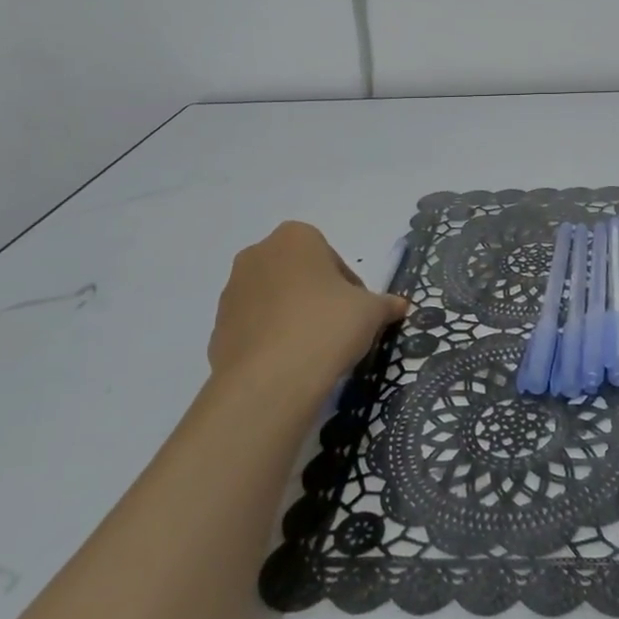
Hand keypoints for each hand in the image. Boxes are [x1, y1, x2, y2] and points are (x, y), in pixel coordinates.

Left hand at [208, 221, 409, 403]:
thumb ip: (386, 303)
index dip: (349, 286)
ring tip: (313, 351)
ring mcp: (232, 292)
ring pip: (274, 300)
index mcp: (295, 238)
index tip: (357, 312)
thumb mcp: (371, 312)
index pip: (331, 258)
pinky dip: (271, 341)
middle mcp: (257, 255)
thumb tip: (400, 306)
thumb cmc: (327, 326)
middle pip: (299, 274)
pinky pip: (254, 329)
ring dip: (293, 317)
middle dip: (317, 297)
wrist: (270, 381)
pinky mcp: (218, 329)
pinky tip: (289, 365)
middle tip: (338, 329)